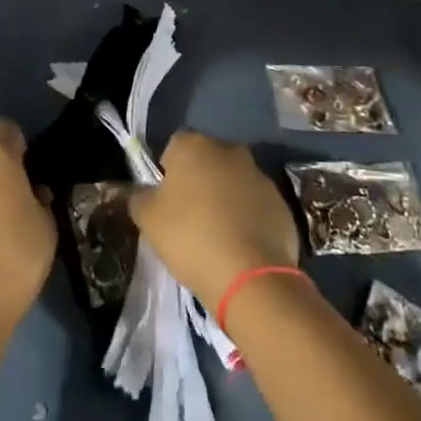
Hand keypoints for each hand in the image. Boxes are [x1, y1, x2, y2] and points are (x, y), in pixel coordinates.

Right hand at [128, 131, 299, 309]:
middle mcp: (229, 150)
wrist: (250, 276)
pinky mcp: (281, 202)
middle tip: (188, 216)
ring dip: (225, 198)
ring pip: (233, 181)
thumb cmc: (190, 237)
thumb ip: (139, 198)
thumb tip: (140, 192)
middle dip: (198, 181)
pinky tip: (240, 245)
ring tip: (216, 234)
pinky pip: (255, 204)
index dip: (167, 172)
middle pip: (206, 160)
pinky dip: (247, 217)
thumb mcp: (148, 219)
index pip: (173, 147)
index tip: (165, 200)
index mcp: (194, 145)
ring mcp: (259, 175)